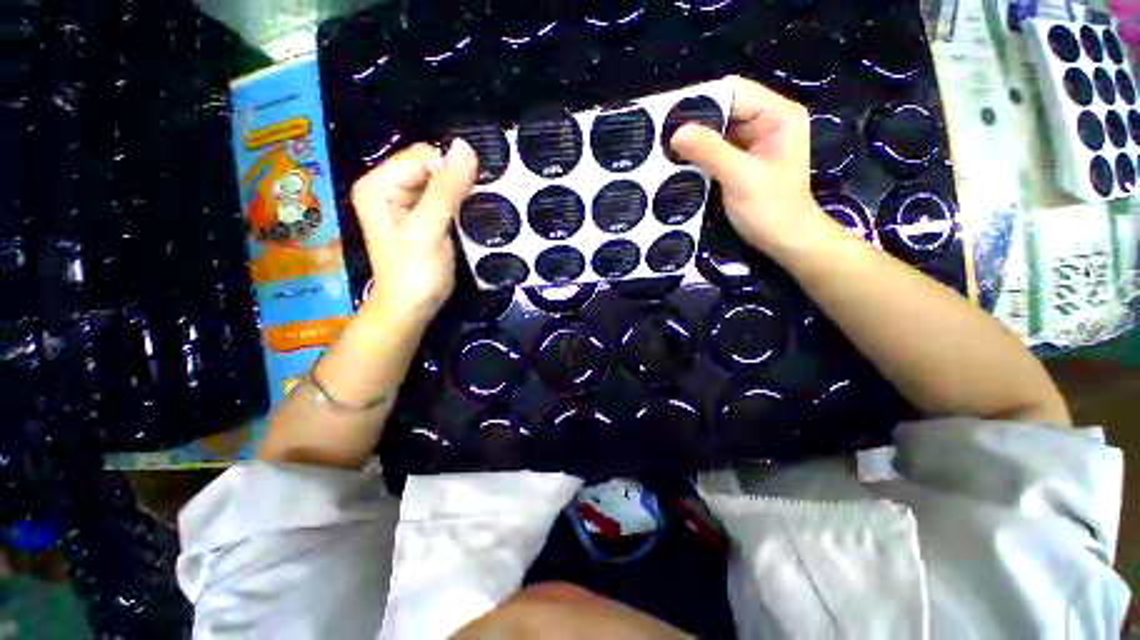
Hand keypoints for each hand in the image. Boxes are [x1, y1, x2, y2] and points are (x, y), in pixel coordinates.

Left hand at [350, 140, 478, 324]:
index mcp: (379, 184)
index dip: (450, 169)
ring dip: (461, 193)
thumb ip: (446, 190)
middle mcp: (387, 186)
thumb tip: (466, 146)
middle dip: (457, 180)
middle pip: (430, 166)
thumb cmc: (415, 273)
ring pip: (440, 182)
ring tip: (477, 210)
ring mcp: (404, 202)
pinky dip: (459, 204)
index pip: (422, 156)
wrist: (411, 307)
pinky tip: (470, 215)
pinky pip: (443, 198)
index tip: (475, 191)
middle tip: (476, 203)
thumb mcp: (428, 230)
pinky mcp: (419, 216)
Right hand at [670, 79, 825, 258]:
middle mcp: (766, 121)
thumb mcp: (741, 178)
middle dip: (694, 121)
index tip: (669, 116)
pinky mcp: (741, 160)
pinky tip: (678, 161)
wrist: (785, 240)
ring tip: (664, 147)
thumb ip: (710, 152)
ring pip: (716, 130)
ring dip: (693, 139)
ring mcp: (753, 142)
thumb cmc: (771, 209)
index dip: (702, 100)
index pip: (734, 92)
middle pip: (724, 110)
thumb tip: (676, 132)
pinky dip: (697, 154)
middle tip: (661, 135)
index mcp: (777, 115)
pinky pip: (714, 149)